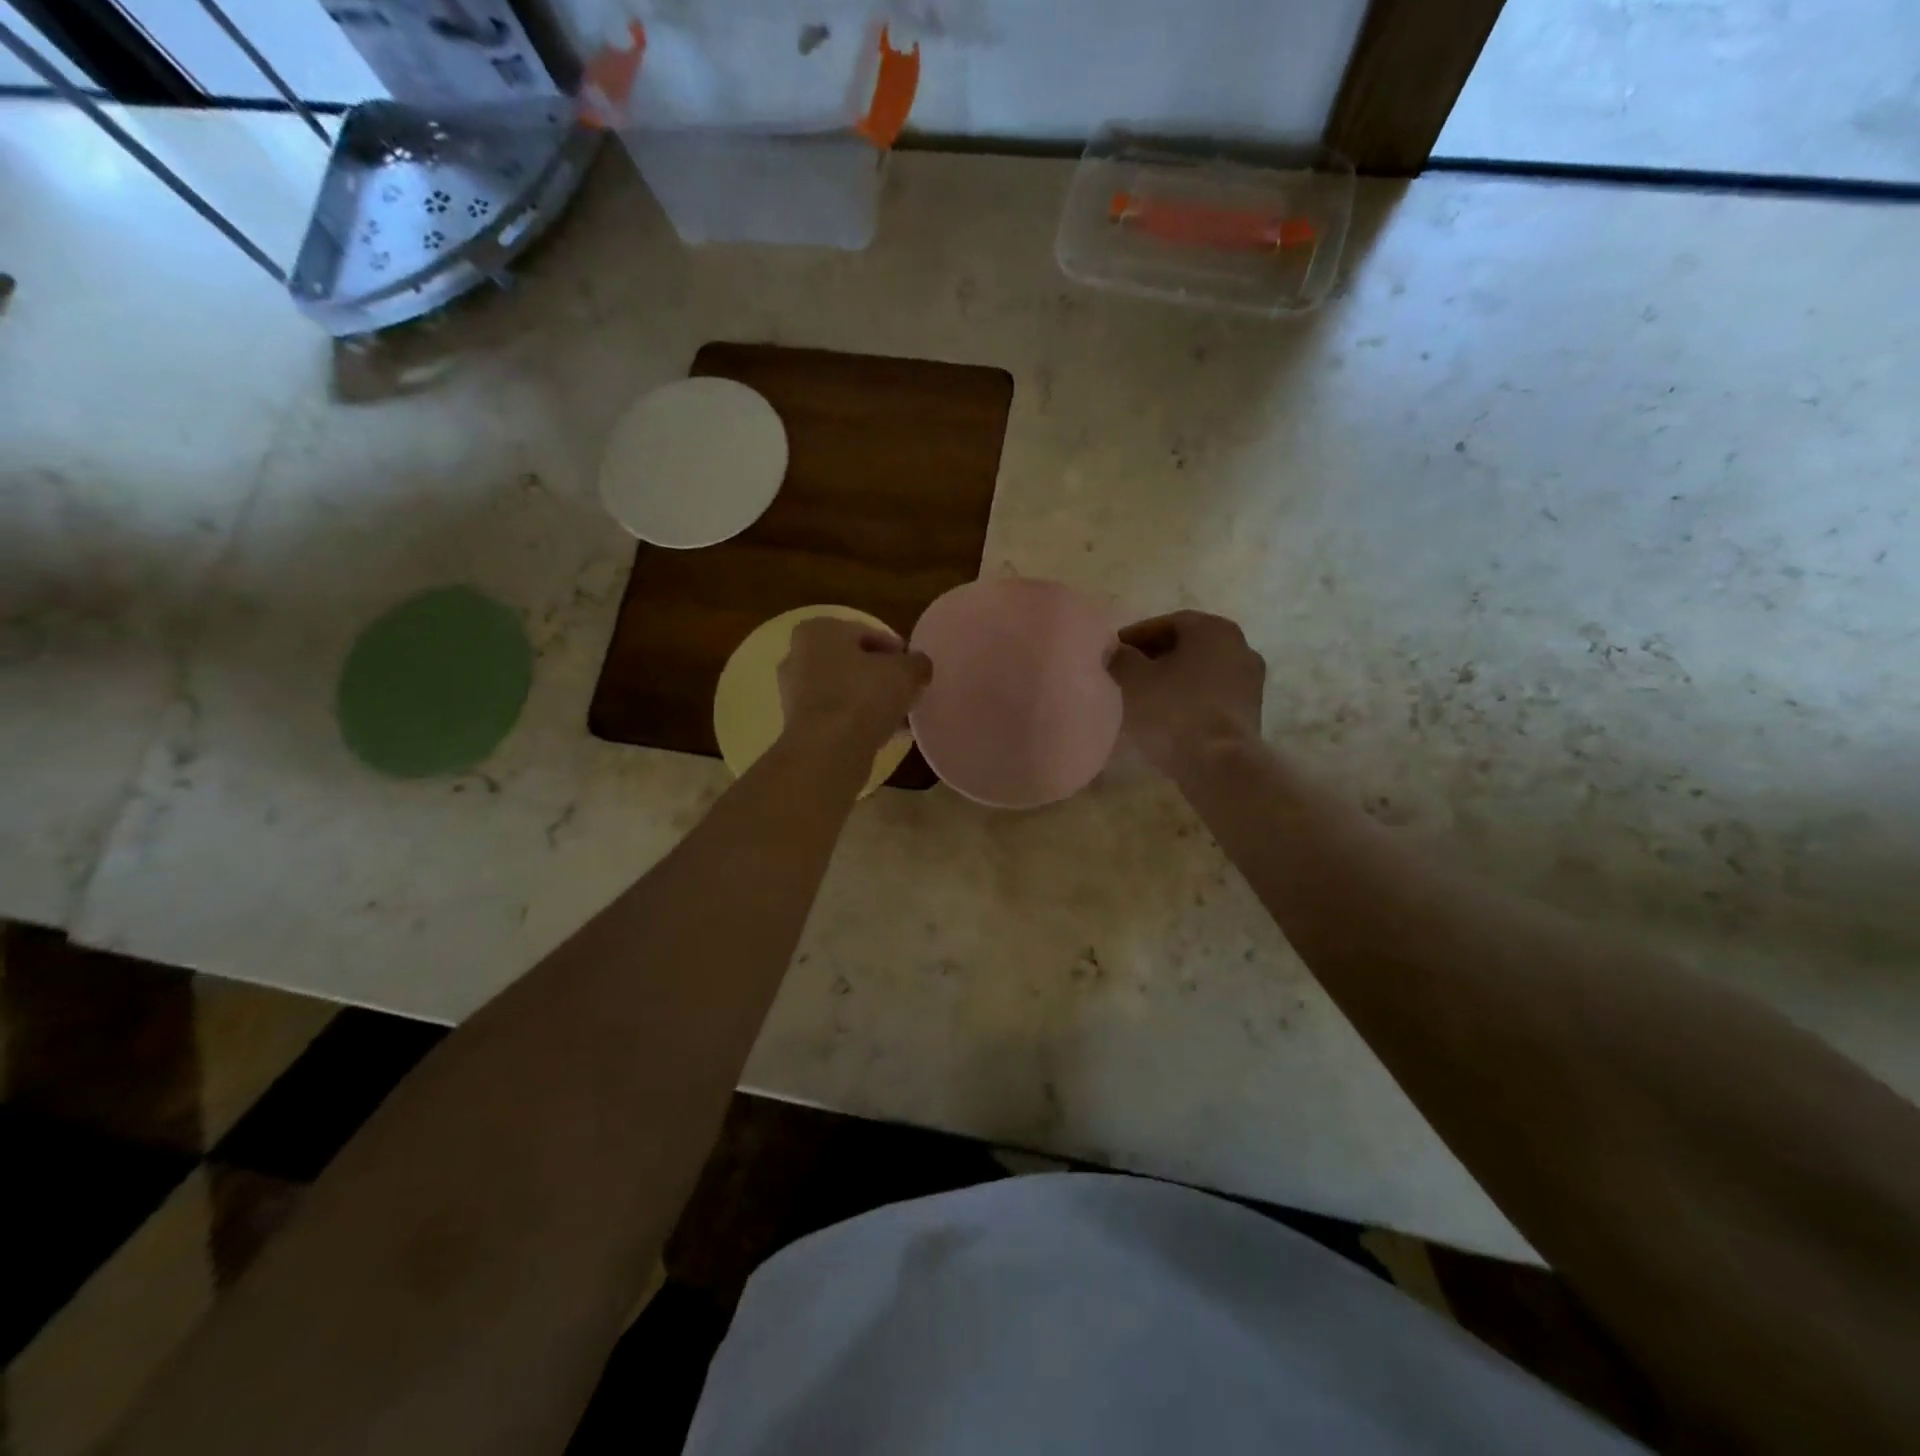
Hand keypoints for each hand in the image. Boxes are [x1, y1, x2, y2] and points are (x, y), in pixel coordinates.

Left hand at [779, 617, 931, 754]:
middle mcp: (798, 656)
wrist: (828, 750)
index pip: (866, 633)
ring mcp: (794, 693)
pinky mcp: (798, 725)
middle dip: (880, 676)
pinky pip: (836, 716)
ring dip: (871, 701)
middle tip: (906, 691)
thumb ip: (917, 663)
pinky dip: (858, 721)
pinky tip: (885, 734)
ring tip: (900, 715)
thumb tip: (919, 665)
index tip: (913, 668)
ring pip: (844, 691)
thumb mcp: (905, 672)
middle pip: (852, 663)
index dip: (895, 650)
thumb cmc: (863, 696)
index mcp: (819, 630)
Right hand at [1106, 610, 1265, 774]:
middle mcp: (1239, 646)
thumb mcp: (1134, 680)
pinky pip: (1211, 695)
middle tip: (1126, 672)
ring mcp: (1250, 680)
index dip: (1135, 636)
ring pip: (1200, 671)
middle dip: (1155, 657)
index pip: (1167, 623)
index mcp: (1213, 629)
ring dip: (1172, 679)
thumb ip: (1120, 658)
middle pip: (1187, 645)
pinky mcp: (1250, 711)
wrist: (1219, 764)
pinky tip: (1166, 715)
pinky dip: (1188, 698)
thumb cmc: (1174, 711)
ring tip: (1143, 696)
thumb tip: (1114, 650)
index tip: (1114, 651)